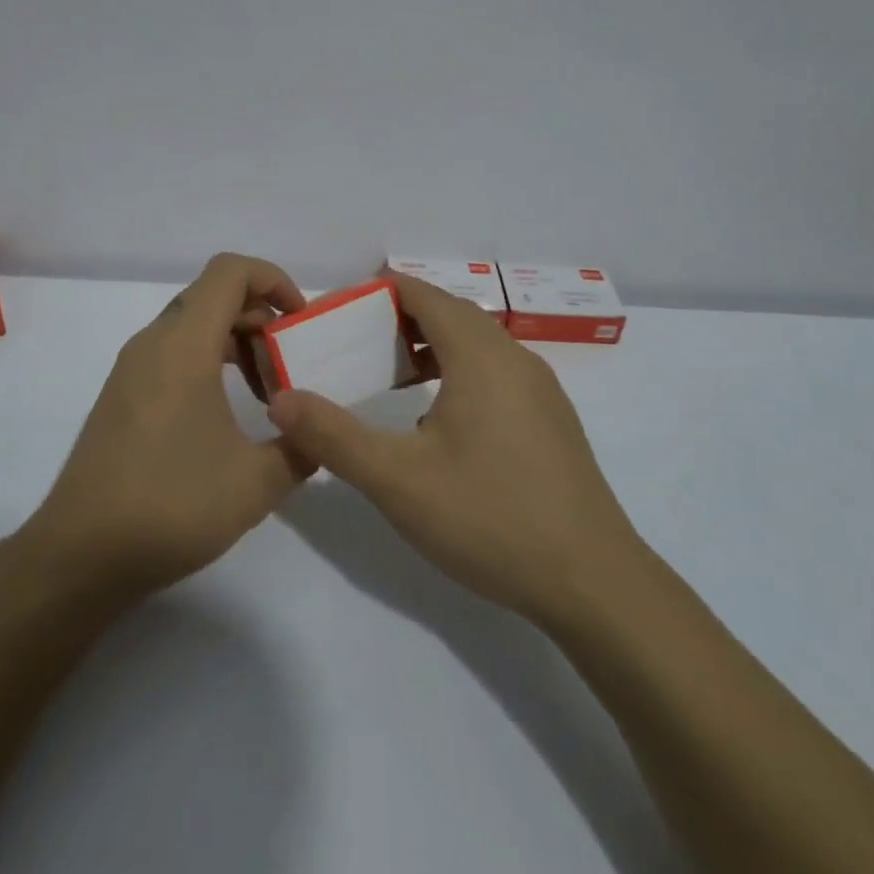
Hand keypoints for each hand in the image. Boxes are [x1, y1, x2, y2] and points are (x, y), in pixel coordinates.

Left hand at [24, 253, 311, 594]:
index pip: (230, 271)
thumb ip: (302, 448)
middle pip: (213, 296)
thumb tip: (319, 434)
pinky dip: (208, 363)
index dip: (273, 279)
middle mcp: (153, 344)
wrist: (81, 555)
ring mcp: (131, 370)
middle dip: (260, 317)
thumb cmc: (172, 504)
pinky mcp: (122, 397)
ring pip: (192, 326)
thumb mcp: (257, 482)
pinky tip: (227, 416)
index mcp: (184, 345)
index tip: (299, 321)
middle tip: (290, 363)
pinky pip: (172, 354)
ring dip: (235, 343)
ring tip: (268, 394)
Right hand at [269, 272, 641, 624]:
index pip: (423, 294)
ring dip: (430, 348)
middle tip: (354, 345)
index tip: (338, 312)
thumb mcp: (397, 480)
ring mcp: (539, 389)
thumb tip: (280, 400)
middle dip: (399, 320)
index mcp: (480, 355)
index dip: (378, 292)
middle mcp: (514, 357)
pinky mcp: (550, 420)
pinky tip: (437, 420)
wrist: (592, 581)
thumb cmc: (490, 517)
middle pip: (450, 314)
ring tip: (388, 378)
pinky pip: (495, 373)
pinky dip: (457, 373)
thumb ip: (333, 436)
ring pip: (476, 345)